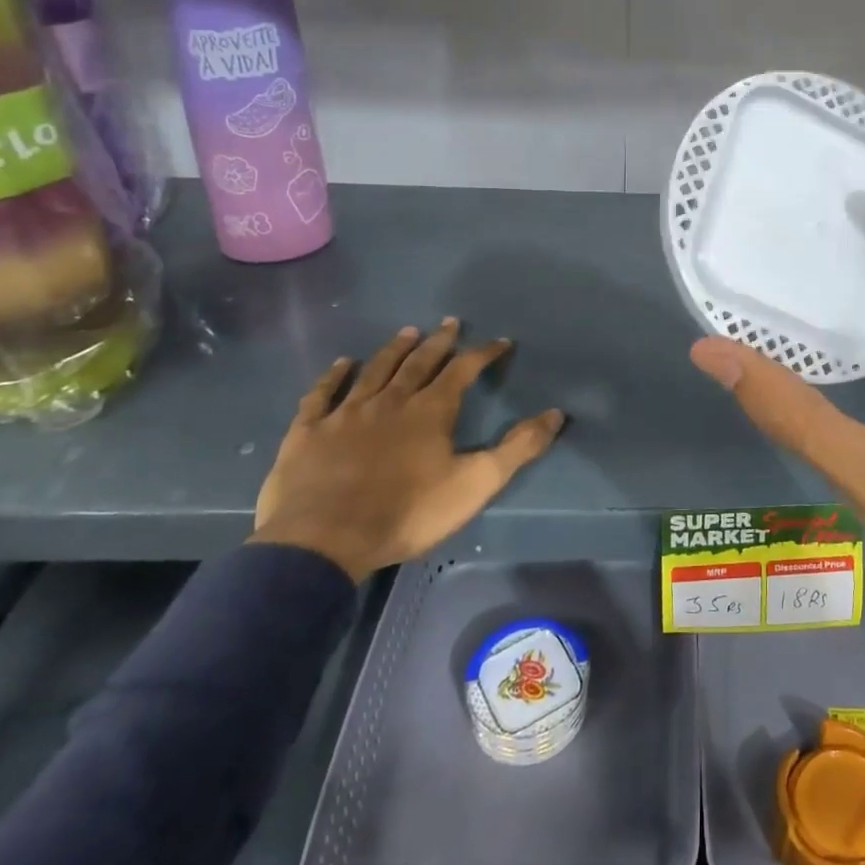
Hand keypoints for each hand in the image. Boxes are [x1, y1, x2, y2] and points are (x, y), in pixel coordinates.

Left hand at [251, 319, 564, 581]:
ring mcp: (346, 413)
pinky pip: (322, 394)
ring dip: (394, 350)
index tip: (501, 342)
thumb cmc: (407, 513)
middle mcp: (390, 401)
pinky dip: (333, 376)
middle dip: (439, 342)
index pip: (463, 370)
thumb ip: (518, 448)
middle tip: (450, 323)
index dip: (484, 354)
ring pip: (374, 371)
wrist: (324, 541)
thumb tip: (556, 413)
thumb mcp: (475, 484)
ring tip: (407, 332)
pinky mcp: (308, 431)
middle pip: (419, 363)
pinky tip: (341, 363)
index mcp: (430, 411)